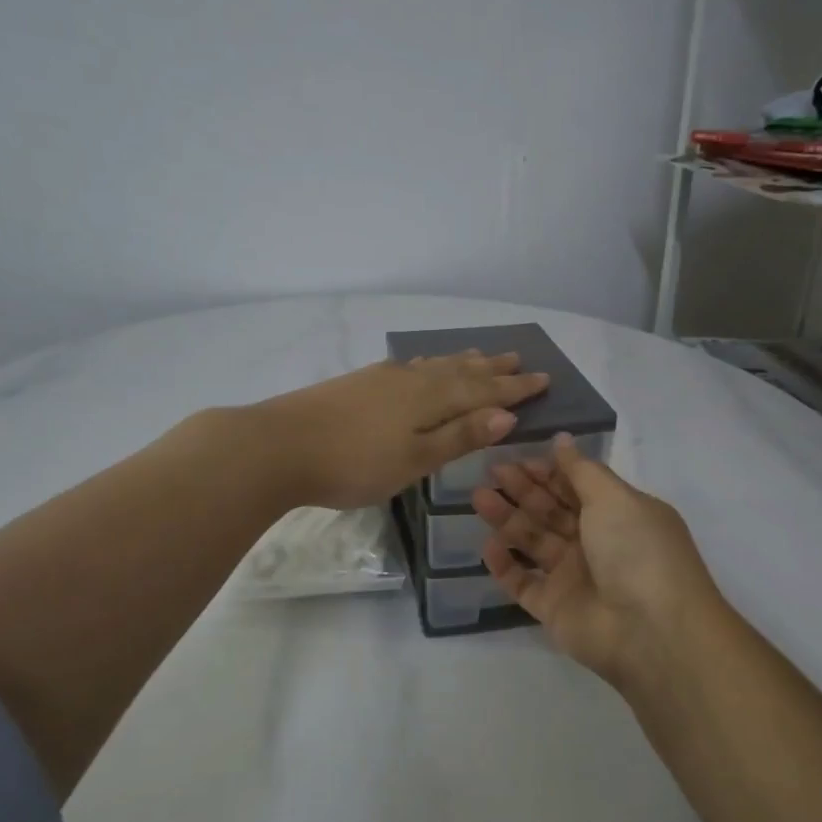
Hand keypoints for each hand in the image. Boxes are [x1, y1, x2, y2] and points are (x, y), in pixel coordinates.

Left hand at [256, 351, 548, 509]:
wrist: (277, 446)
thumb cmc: (353, 463)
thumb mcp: (414, 459)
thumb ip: (458, 436)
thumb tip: (506, 415)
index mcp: (430, 400)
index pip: (483, 392)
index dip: (514, 389)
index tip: (543, 379)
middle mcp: (412, 380)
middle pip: (462, 372)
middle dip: (493, 370)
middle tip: (520, 360)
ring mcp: (383, 378)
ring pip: (435, 365)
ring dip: (463, 362)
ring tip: (482, 357)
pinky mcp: (360, 383)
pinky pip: (412, 367)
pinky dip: (431, 364)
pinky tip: (425, 366)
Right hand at [472, 435, 726, 686]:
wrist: (651, 631)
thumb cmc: (637, 551)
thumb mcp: (614, 498)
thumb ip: (582, 470)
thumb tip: (562, 440)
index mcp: (619, 514)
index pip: (576, 486)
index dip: (548, 471)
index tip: (516, 456)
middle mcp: (596, 543)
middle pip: (552, 511)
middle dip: (523, 490)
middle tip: (491, 472)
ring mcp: (574, 577)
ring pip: (534, 543)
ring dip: (507, 520)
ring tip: (478, 499)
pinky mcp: (554, 609)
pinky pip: (523, 583)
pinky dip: (505, 565)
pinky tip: (487, 546)